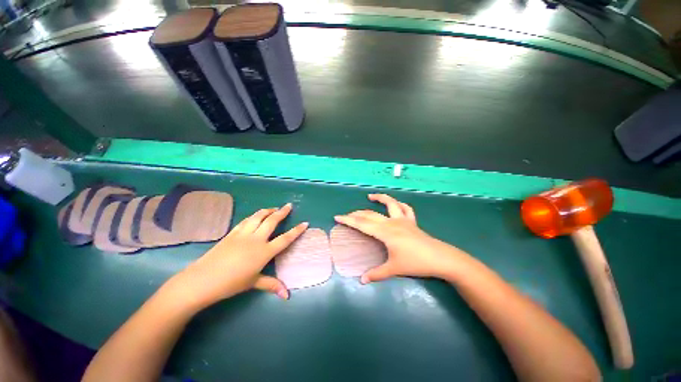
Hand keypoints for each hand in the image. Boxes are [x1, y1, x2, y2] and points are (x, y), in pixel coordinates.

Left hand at [165, 204, 307, 309]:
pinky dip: (253, 216)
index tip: (305, 223)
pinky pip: (245, 221)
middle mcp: (256, 239)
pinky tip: (255, 215)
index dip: (296, 231)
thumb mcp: (254, 283)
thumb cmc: (231, 283)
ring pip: (258, 217)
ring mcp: (243, 234)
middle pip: (272, 221)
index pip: (285, 239)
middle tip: (289, 205)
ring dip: (267, 211)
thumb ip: (272, 285)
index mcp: (264, 252)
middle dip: (282, 212)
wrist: (203, 280)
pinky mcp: (232, 233)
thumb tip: (287, 296)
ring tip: (274, 208)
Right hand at [334, 194, 470, 283]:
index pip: (362, 224)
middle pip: (371, 214)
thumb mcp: (394, 269)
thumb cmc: (416, 263)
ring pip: (390, 204)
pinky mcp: (412, 221)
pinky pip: (405, 209)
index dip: (349, 220)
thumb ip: (377, 274)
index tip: (337, 217)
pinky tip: (394, 204)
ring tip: (370, 197)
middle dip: (357, 213)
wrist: (441, 258)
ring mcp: (403, 220)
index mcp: (385, 232)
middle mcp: (392, 222)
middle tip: (347, 215)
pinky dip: (399, 204)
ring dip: (380, 198)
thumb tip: (362, 281)